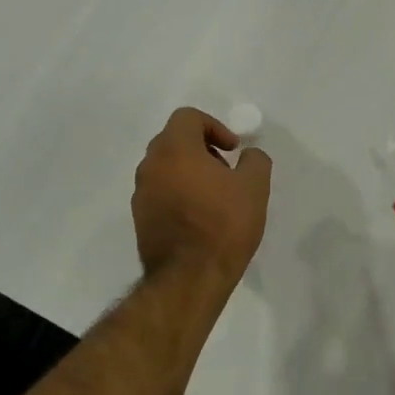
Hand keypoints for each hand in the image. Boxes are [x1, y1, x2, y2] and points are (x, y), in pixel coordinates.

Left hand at [132, 108, 271, 290]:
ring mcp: (141, 193)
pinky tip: (199, 217)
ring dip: (189, 171)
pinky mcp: (140, 218)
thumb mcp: (254, 188)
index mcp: (174, 150)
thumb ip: (254, 161)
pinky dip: (178, 193)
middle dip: (201, 148)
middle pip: (173, 140)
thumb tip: (249, 155)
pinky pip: (159, 192)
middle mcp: (150, 166)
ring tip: (215, 196)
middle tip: (225, 170)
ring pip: (165, 168)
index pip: (188, 117)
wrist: (189, 278)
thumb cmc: (224, 225)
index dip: (214, 126)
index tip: (233, 149)